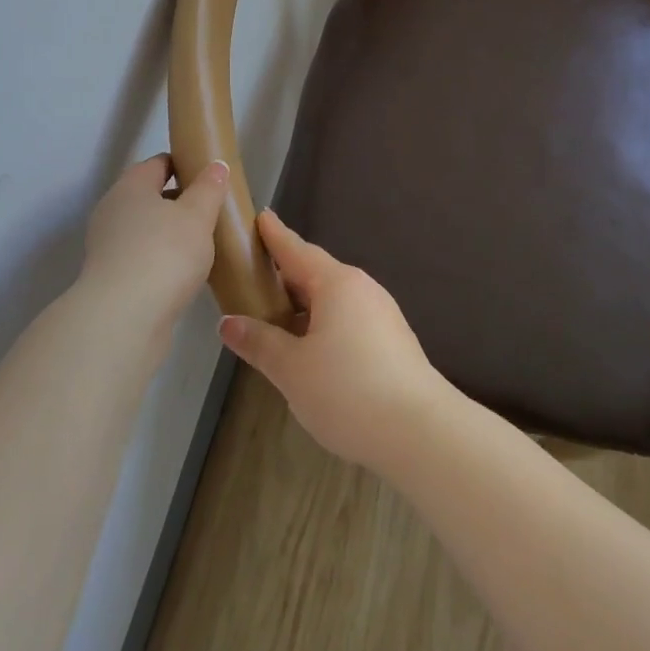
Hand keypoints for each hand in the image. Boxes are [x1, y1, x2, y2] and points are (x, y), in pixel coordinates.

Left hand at [78, 154, 225, 325]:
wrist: (124, 319)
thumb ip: (209, 188)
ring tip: (204, 244)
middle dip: (180, 201)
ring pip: (146, 230)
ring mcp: (107, 246)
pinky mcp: (110, 278)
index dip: (184, 164)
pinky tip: (185, 273)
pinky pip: (142, 257)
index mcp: (131, 186)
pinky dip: (161, 260)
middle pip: (150, 197)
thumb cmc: (164, 254)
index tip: (210, 175)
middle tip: (213, 211)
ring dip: (171, 234)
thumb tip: (216, 165)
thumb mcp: (197, 216)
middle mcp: (113, 211)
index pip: (158, 163)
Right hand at [217, 210, 454, 472]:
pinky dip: (323, 324)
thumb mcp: (292, 369)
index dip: (275, 236)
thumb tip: (228, 322)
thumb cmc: (348, 391)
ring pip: (333, 300)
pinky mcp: (393, 341)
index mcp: (337, 284)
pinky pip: (349, 319)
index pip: (297, 250)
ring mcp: (382, 315)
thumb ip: (260, 342)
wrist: (421, 433)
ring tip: (275, 319)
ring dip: (304, 305)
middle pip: (316, 273)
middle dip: (285, 276)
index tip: (261, 216)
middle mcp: (362, 289)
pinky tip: (311, 350)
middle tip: (254, 277)